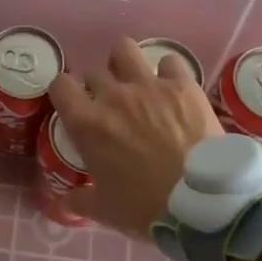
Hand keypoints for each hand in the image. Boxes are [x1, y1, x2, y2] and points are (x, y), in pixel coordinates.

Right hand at [47, 37, 222, 237]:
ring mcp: (148, 86)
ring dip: (125, 63)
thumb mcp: (105, 211)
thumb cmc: (145, 208)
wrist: (201, 203)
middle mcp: (113, 96)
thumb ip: (79, 201)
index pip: (60, 85)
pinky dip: (168, 73)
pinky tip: (173, 89)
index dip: (65, 92)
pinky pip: (169, 61)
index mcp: (87, 124)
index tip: (74, 104)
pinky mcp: (182, 85)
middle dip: (99, 85)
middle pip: (94, 71)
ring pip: (124, 49)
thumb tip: (64, 203)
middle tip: (112, 105)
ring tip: (136, 81)